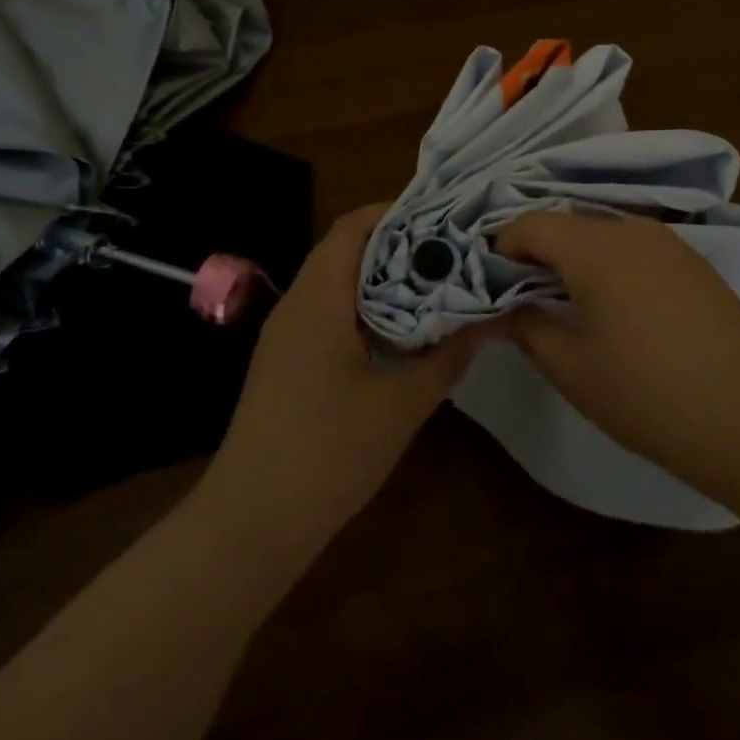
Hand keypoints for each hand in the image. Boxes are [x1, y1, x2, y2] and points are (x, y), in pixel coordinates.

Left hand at [195, 205, 475, 562]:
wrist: (249, 525)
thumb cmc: (326, 454)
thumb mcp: (400, 405)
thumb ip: (447, 357)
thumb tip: (490, 320)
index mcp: (318, 297)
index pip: (353, 226)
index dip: (397, 213)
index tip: (445, 220)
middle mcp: (297, 303)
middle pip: (347, 249)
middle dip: (400, 246)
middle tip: (453, 254)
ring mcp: (287, 334)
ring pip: (339, 283)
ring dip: (384, 280)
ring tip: (438, 286)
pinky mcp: (287, 361)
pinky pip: (330, 313)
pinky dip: (367, 309)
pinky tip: (403, 333)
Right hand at [495, 212, 739, 507]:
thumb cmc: (648, 394)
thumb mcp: (572, 369)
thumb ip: (526, 328)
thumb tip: (499, 310)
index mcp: (593, 247)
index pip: (530, 224)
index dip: (501, 248)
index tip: (490, 286)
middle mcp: (630, 229)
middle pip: (567, 226)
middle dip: (538, 256)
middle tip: (524, 301)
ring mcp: (668, 242)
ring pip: (602, 236)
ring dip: (576, 261)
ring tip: (570, 308)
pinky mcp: (693, 262)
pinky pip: (635, 250)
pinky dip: (611, 267)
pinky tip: (620, 312)